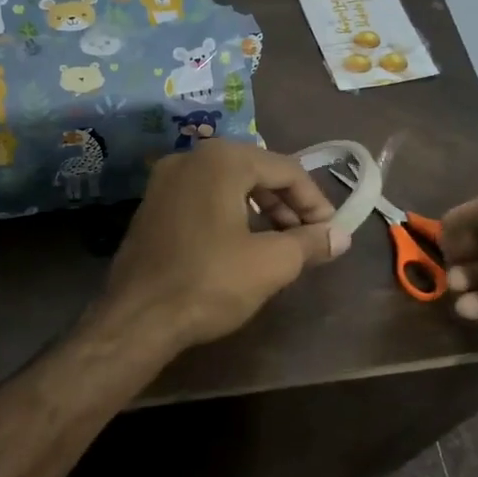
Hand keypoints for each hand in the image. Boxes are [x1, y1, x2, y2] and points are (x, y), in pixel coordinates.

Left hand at [98, 140, 348, 349]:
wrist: (137, 318)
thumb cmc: (209, 282)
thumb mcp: (271, 263)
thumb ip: (310, 242)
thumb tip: (340, 236)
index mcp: (222, 160)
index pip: (286, 169)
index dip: (315, 200)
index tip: (330, 231)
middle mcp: (190, 158)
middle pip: (256, 171)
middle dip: (287, 204)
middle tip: (307, 237)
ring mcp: (165, 181)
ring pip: (228, 185)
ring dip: (261, 210)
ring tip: (280, 244)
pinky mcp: (152, 206)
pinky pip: (203, 198)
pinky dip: (230, 214)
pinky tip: (242, 245)